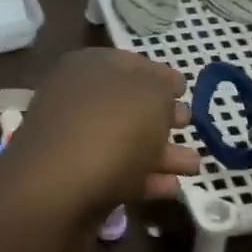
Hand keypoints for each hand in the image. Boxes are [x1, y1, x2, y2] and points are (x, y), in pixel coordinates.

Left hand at [0, 49, 199, 219]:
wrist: (58, 189)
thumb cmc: (110, 126)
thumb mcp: (150, 93)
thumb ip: (163, 86)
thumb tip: (166, 86)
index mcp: (90, 67)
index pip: (130, 62)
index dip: (159, 75)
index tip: (184, 89)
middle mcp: (78, 99)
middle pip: (128, 104)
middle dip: (162, 115)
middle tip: (188, 124)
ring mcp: (74, 140)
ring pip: (126, 141)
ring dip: (161, 152)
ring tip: (194, 165)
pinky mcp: (76, 179)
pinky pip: (117, 173)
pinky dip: (145, 178)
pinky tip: (172, 187)